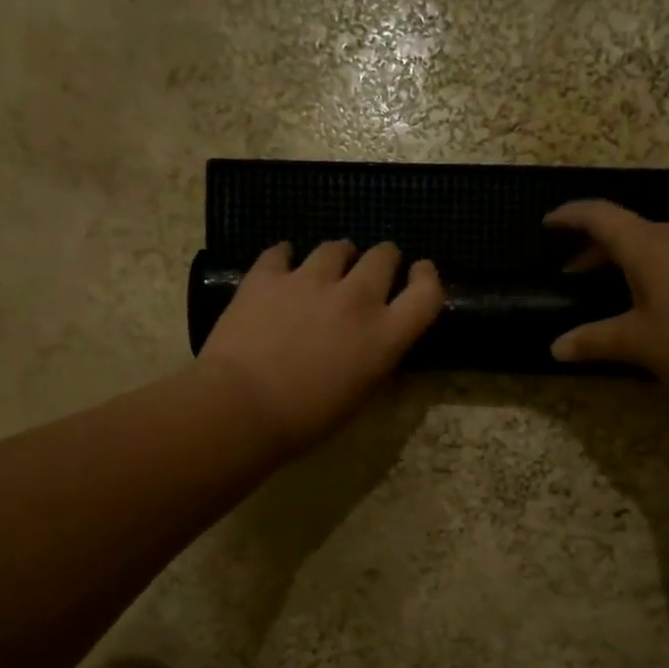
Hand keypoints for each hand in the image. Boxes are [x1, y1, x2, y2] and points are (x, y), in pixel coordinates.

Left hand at [199, 239, 443, 453]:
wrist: (241, 407)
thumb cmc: (305, 419)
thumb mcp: (359, 396)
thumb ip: (374, 359)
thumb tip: (374, 343)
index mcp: (384, 336)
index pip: (427, 293)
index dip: (427, 277)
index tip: (420, 272)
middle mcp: (355, 298)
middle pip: (383, 256)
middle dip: (383, 259)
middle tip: (372, 270)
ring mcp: (310, 281)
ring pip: (335, 247)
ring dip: (337, 256)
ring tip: (326, 268)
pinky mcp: (268, 275)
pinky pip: (282, 252)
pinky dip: (285, 258)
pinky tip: (281, 265)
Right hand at [545, 201, 668, 387]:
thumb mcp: (637, 342)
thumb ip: (594, 341)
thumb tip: (556, 348)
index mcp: (646, 245)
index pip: (598, 216)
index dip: (569, 216)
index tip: (548, 223)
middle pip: (626, 229)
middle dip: (594, 249)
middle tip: (573, 274)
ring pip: (654, 242)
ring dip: (625, 259)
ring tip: (613, 289)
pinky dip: (654, 267)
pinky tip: (656, 298)